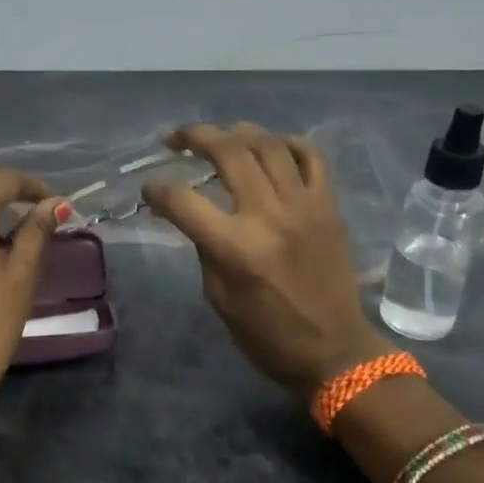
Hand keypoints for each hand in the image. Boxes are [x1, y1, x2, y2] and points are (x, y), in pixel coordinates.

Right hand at [144, 123, 387, 393]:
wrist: (335, 350)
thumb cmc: (267, 336)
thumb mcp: (218, 298)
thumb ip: (205, 248)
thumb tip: (194, 215)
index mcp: (235, 247)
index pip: (183, 200)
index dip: (157, 189)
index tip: (149, 188)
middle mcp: (269, 215)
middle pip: (228, 152)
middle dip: (195, 137)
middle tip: (177, 140)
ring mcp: (304, 205)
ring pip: (268, 144)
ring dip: (238, 132)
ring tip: (221, 137)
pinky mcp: (329, 206)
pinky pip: (311, 156)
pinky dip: (288, 143)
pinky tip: (272, 147)